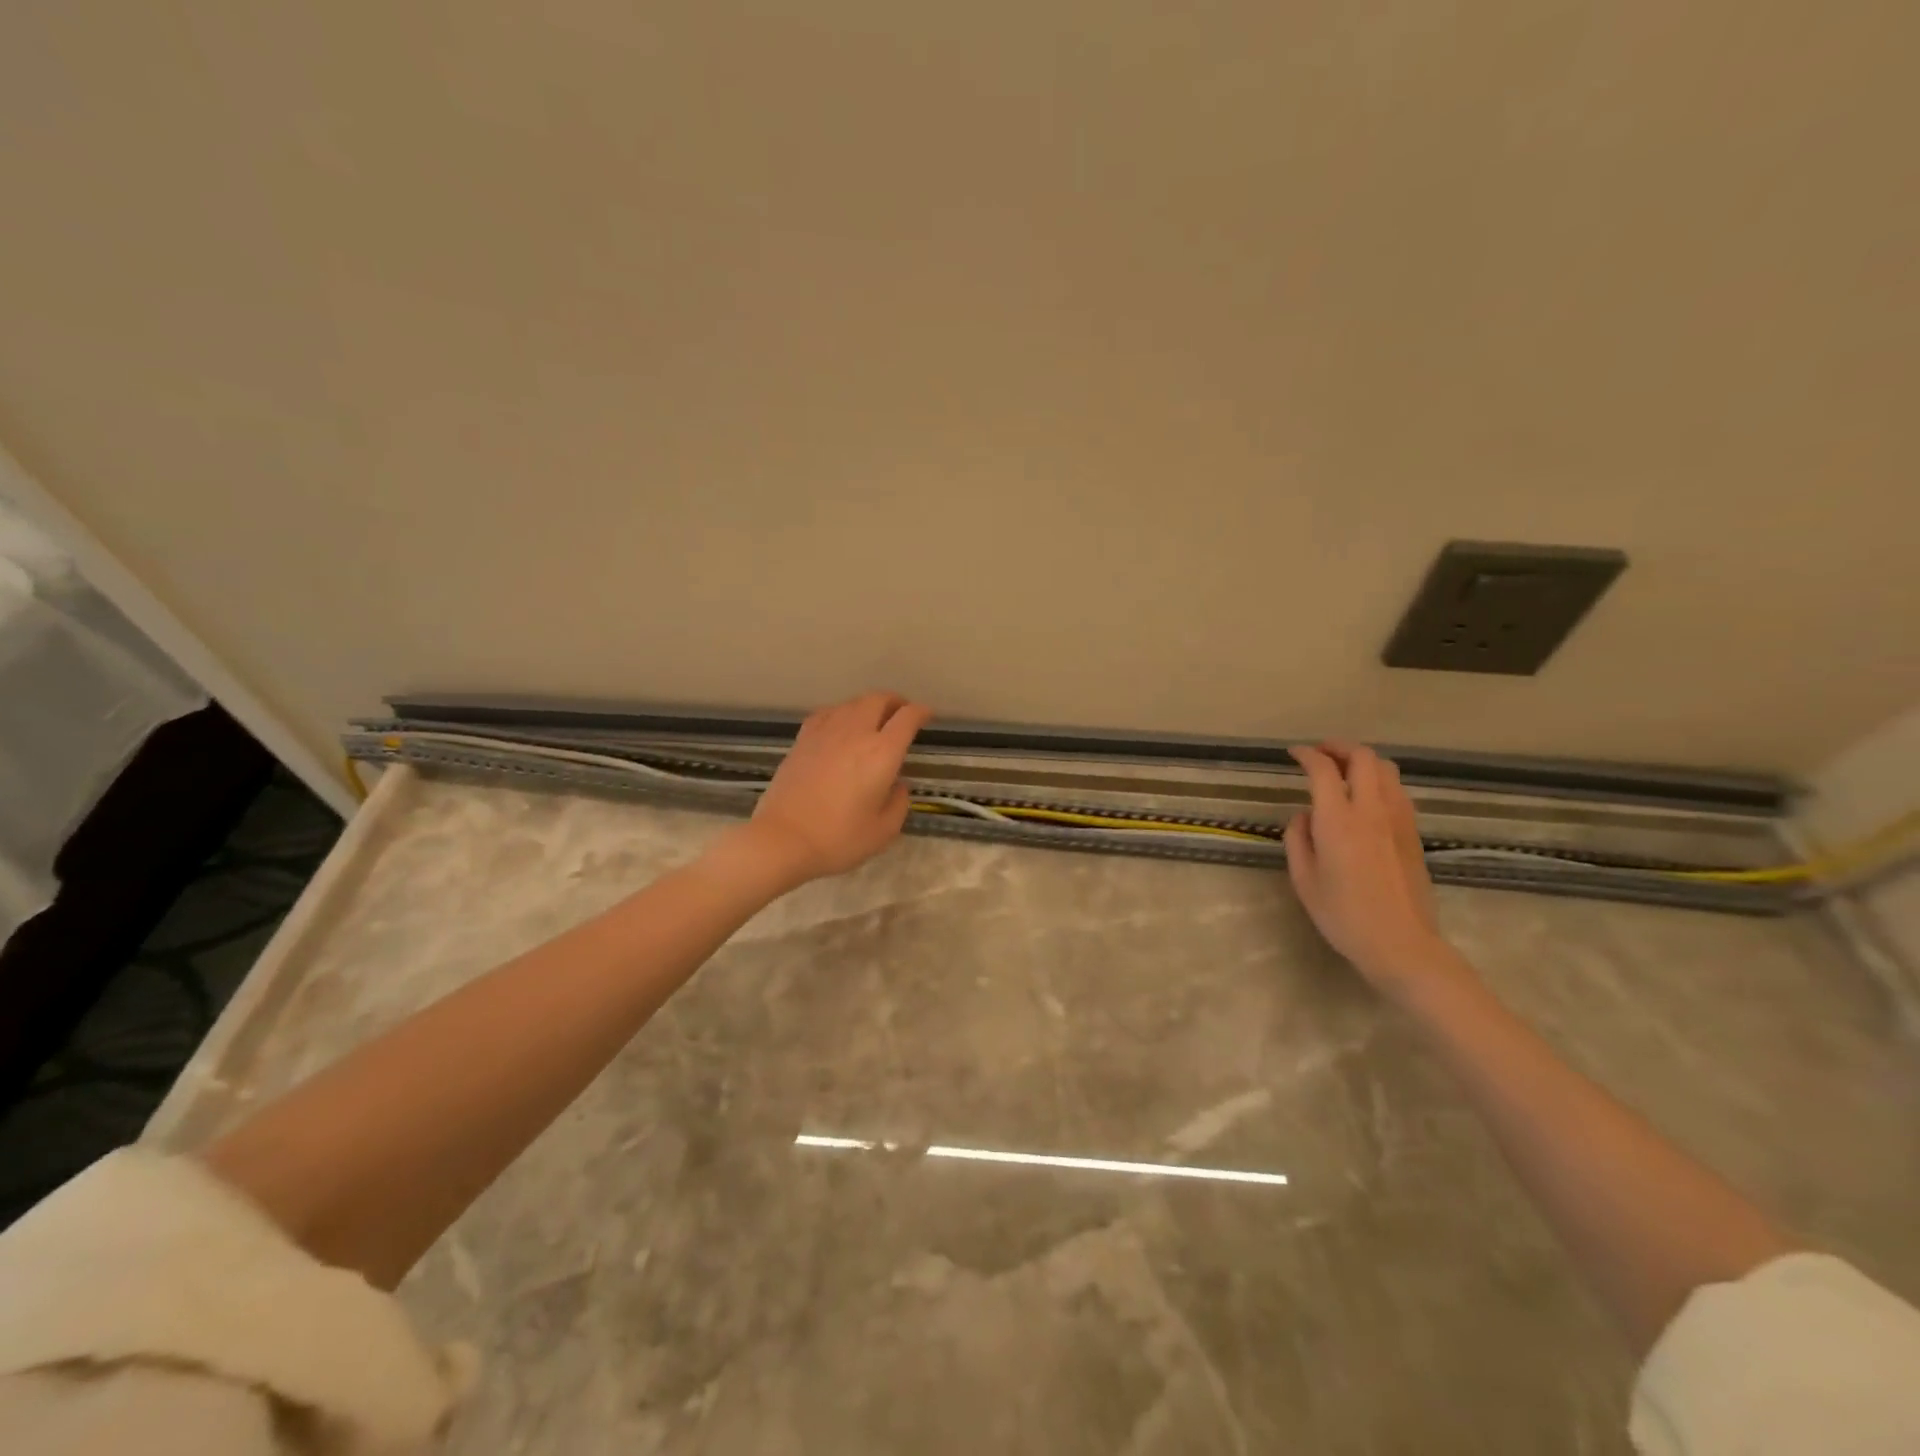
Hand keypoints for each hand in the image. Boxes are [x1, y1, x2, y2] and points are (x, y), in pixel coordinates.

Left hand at [742, 692, 932, 886]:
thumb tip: (897, 785)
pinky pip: (827, 713)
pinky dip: (841, 713)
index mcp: (882, 752)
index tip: (927, 716)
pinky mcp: (802, 740)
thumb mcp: (883, 831)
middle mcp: (856, 733)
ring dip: (868, 706)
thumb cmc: (838, 838)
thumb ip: (899, 803)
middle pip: (878, 700)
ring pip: (852, 703)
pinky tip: (840, 725)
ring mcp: (825, 733)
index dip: (921, 712)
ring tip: (873, 720)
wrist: (783, 839)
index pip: (907, 718)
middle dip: (895, 702)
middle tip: (902, 714)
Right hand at [1284, 741, 1457, 993]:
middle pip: (1363, 758)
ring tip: (1344, 770)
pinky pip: (1398, 791)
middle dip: (1339, 747)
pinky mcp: (1414, 833)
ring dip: (1363, 761)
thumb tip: (1305, 816)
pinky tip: (1367, 797)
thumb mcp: (1304, 880)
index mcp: (1338, 821)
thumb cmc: (1344, 916)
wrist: (1401, 944)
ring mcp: (1399, 820)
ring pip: (1387, 770)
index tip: (1293, 754)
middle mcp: (1371, 810)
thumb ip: (1298, 839)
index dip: (1307, 755)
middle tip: (1320, 753)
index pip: (1323, 770)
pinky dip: (1380, 781)